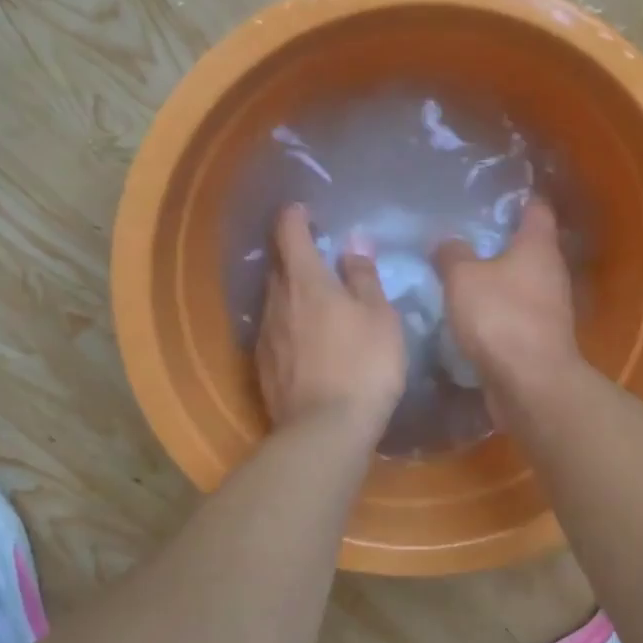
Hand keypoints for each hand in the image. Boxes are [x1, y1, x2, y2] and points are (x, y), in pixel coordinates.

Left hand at [256, 205, 406, 434]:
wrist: (326, 430)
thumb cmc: (363, 364)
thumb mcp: (379, 316)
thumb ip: (363, 277)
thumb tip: (353, 244)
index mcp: (305, 281)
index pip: (289, 232)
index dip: (296, 216)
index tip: (307, 211)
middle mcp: (277, 301)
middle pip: (279, 266)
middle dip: (296, 255)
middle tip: (321, 257)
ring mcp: (266, 336)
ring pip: (276, 300)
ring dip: (293, 292)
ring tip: (319, 301)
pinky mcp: (263, 367)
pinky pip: (276, 331)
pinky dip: (290, 324)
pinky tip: (309, 340)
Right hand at [433, 198, 580, 411]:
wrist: (530, 383)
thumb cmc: (500, 318)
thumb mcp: (463, 278)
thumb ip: (451, 254)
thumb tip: (445, 241)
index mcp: (538, 247)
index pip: (536, 208)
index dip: (518, 197)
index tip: (492, 193)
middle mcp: (551, 272)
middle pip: (528, 246)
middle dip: (499, 240)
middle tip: (463, 234)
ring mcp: (549, 307)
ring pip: (520, 281)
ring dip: (496, 278)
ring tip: (460, 273)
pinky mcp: (539, 337)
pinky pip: (515, 312)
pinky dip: (496, 309)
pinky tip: (469, 312)